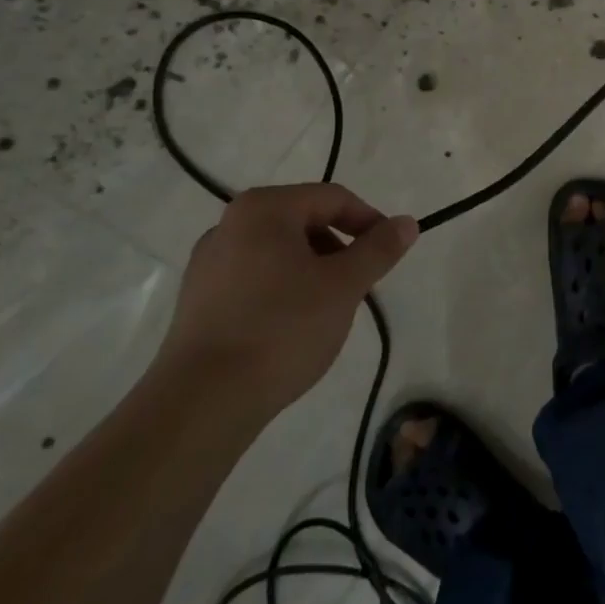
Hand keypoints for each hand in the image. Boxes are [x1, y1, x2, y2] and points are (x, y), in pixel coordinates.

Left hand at [153, 184, 416, 424]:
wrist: (200, 405)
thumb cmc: (281, 328)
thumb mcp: (344, 285)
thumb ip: (379, 249)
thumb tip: (407, 223)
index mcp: (264, 209)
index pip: (333, 198)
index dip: (369, 221)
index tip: (389, 253)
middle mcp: (229, 225)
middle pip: (304, 222)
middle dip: (339, 248)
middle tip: (359, 284)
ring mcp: (207, 265)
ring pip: (280, 253)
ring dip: (313, 271)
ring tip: (328, 310)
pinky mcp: (197, 303)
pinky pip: (254, 280)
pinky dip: (282, 291)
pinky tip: (292, 328)